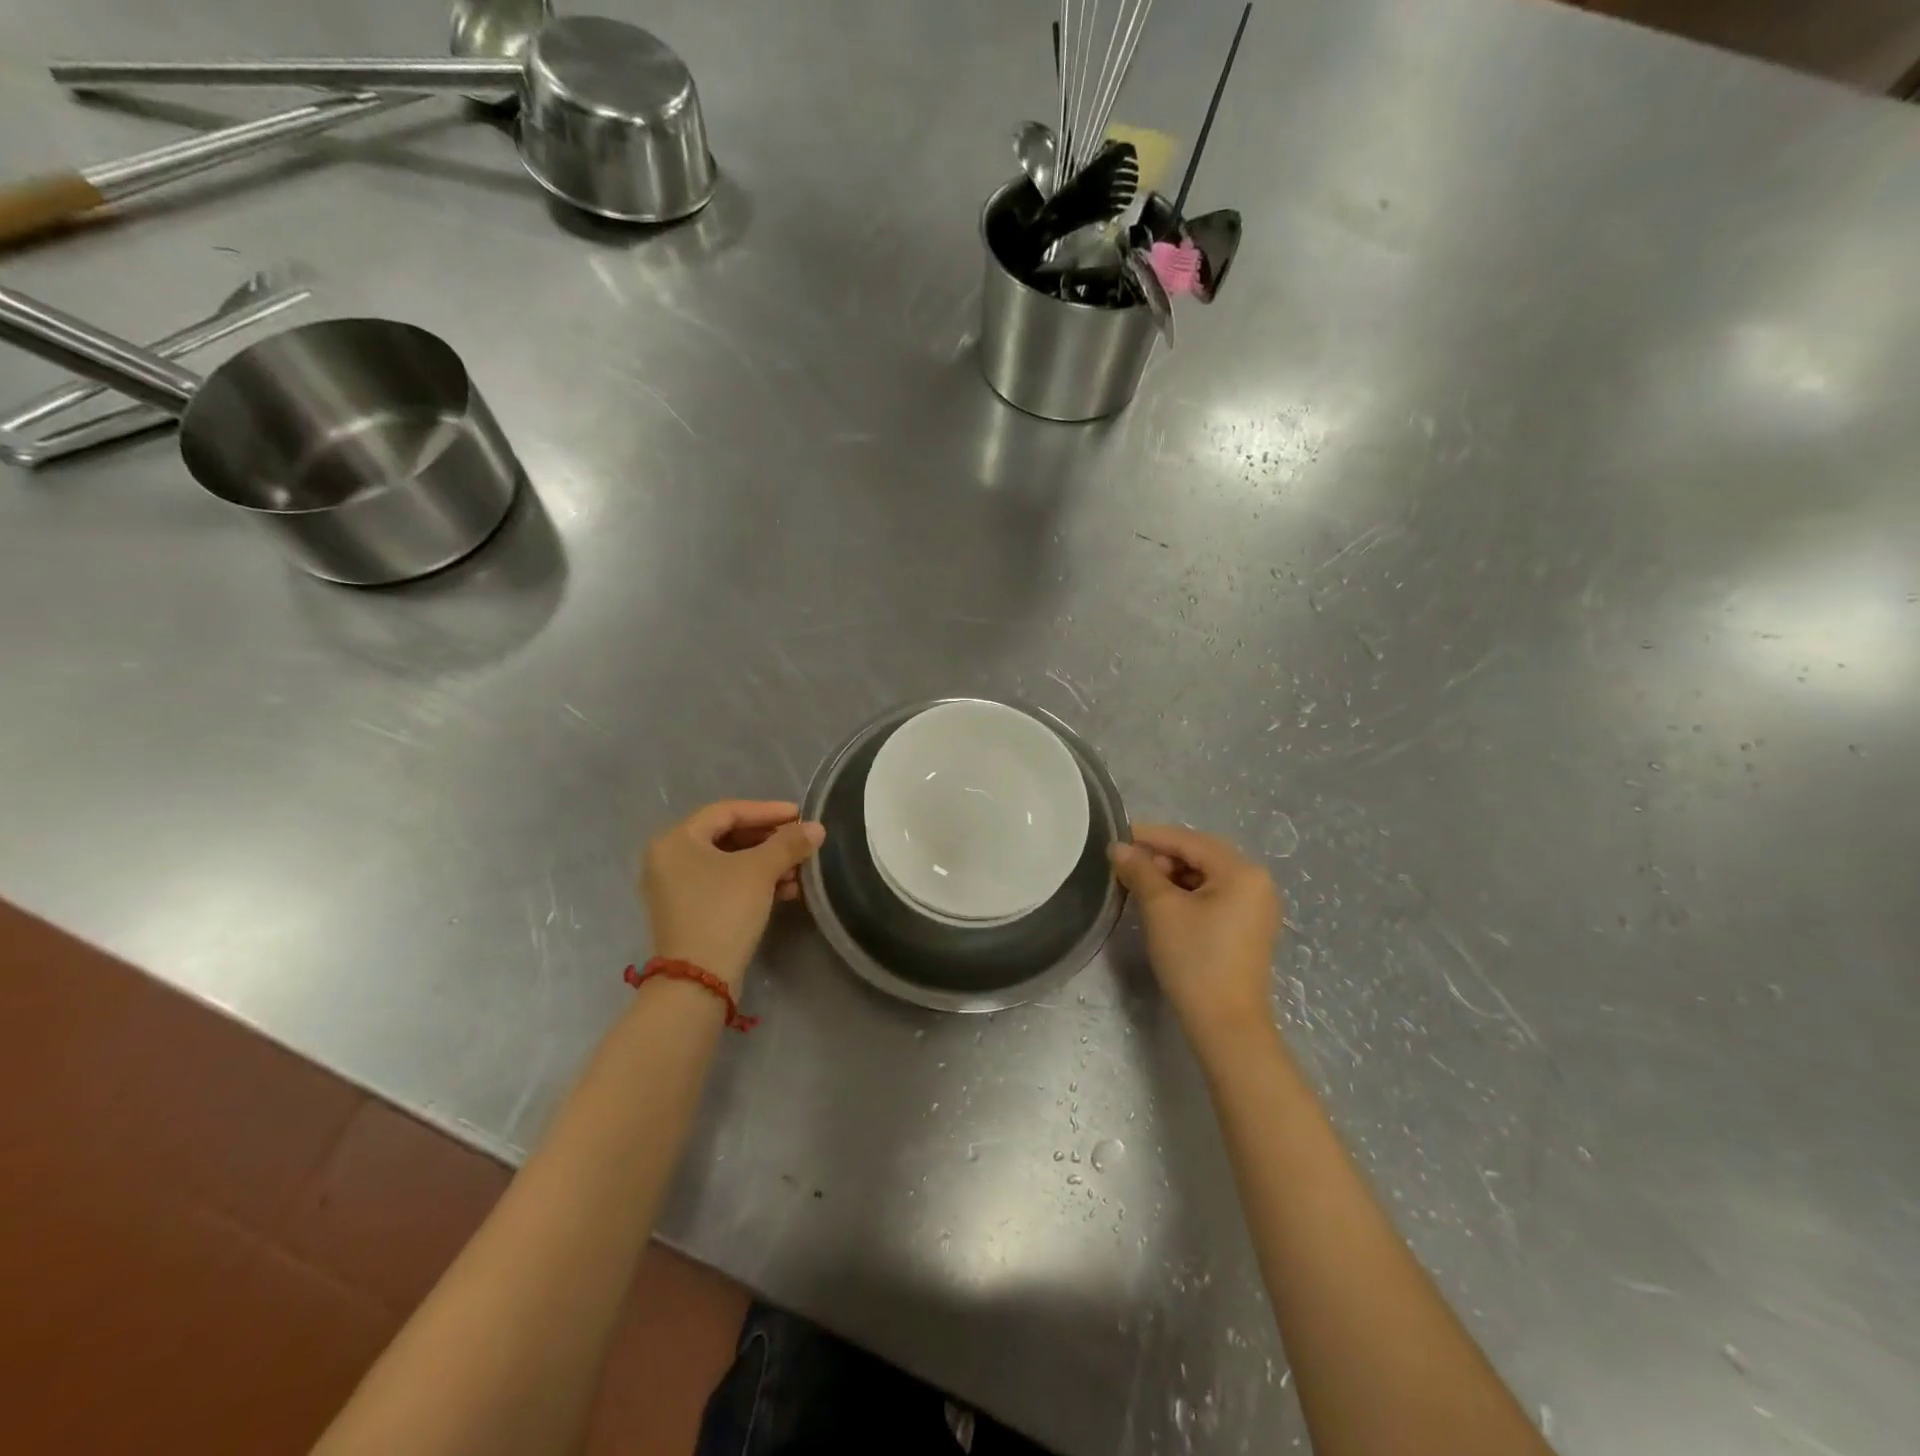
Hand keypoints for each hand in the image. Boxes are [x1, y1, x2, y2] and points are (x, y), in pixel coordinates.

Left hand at [642, 801, 825, 989]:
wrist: (698, 980)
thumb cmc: (723, 911)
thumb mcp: (760, 871)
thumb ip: (789, 843)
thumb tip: (817, 828)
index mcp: (677, 840)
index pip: (727, 811)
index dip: (767, 810)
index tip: (800, 814)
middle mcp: (670, 859)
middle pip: (728, 836)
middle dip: (770, 840)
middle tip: (801, 842)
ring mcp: (677, 888)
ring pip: (730, 862)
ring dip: (767, 863)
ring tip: (799, 870)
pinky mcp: (690, 911)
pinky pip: (725, 884)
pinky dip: (754, 882)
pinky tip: (785, 890)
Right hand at [1109, 824, 1281, 1052]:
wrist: (1225, 1024)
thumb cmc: (1194, 958)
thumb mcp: (1161, 909)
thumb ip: (1140, 871)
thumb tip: (1119, 848)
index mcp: (1242, 871)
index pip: (1190, 841)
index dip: (1151, 836)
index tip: (1117, 836)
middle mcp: (1256, 881)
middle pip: (1201, 855)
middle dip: (1161, 856)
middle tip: (1126, 865)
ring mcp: (1256, 906)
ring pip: (1206, 876)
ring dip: (1172, 875)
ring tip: (1139, 883)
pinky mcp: (1248, 927)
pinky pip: (1214, 895)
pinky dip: (1186, 893)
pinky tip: (1161, 901)